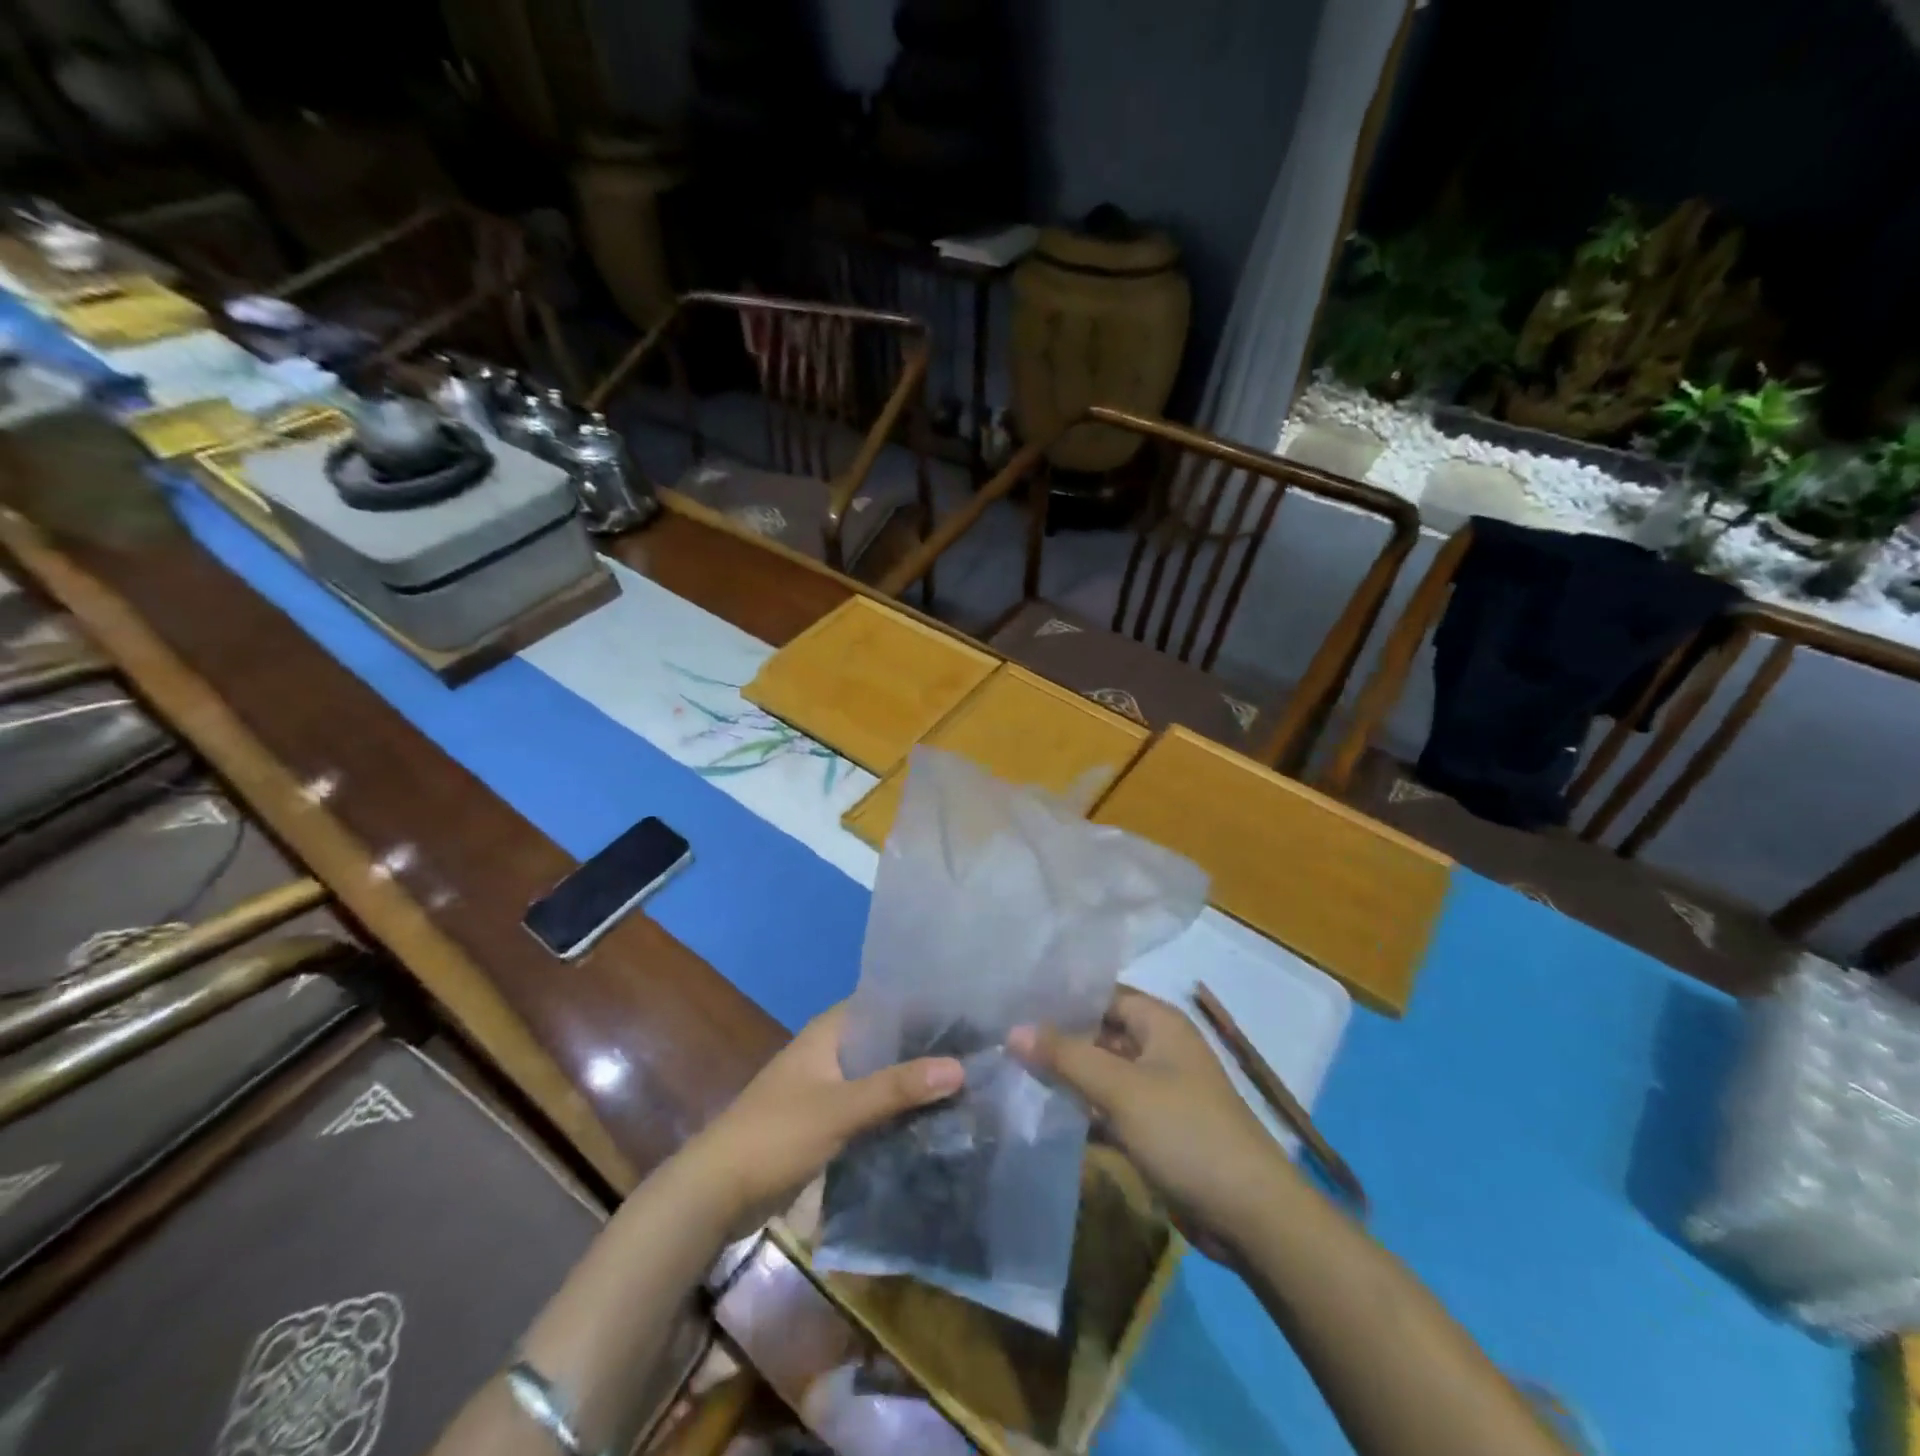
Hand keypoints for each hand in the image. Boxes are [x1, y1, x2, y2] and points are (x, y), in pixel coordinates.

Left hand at [684, 1002, 963, 1226]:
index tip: (969, 1015)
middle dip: (926, 1050)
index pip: (886, 1004)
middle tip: (979, 1055)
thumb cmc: (775, 1135)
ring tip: (967, 1087)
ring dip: (912, 1083)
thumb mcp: (840, 1109)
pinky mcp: (826, 1121)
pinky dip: (896, 1111)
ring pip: (881, 1076)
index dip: (924, 1006)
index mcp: (830, 1031)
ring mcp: (828, 1087)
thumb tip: (960, 1067)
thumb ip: (897, 1088)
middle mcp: (831, 1051)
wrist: (716, 1193)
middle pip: (887, 1042)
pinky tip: (931, 1122)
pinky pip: (871, 1107)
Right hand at [1010, 989, 1286, 1260]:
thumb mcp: (1121, 1089)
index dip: (1061, 996)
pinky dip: (1082, 1109)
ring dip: (1066, 1076)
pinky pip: (1109, 1108)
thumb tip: (1013, 1030)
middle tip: (1002, 1038)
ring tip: (1011, 1071)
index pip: (1101, 994)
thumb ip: (1066, 1056)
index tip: (1013, 1001)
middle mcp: (1158, 1048)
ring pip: (1101, 1072)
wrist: (1250, 1216)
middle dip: (1057, 1038)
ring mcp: (1156, 1090)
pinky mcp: (1154, 1129)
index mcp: (1159, 1023)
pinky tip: (1042, 1113)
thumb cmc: (1186, 1133)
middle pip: (1099, 1032)